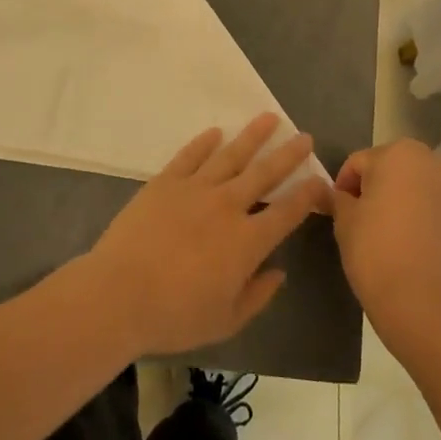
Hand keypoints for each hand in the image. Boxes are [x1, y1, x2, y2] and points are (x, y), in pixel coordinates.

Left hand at [80, 114, 330, 357]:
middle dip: (288, 154)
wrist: (118, 295)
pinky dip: (204, 143)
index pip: (288, 212)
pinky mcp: (165, 182)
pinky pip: (190, 156)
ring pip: (231, 155)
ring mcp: (195, 189)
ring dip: (252, 136)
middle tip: (304, 137)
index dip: (308, 195)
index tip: (322, 181)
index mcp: (247, 241)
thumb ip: (257, 296)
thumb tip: (278, 272)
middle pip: (265, 173)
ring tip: (269, 118)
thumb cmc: (174, 316)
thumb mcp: (226, 322)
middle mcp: (227, 206)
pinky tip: (216, 132)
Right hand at [329, 140, 440, 353]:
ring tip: (380, 235)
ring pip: (409, 187)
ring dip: (394, 202)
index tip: (336, 215)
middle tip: (356, 223)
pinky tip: (403, 244)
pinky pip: (427, 206)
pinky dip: (414, 217)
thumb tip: (338, 194)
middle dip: (370, 190)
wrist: (428, 304)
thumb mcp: (344, 221)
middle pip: (387, 169)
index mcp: (398, 153)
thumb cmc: (377, 251)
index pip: (357, 163)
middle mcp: (429, 161)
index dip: (342, 188)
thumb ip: (338, 198)